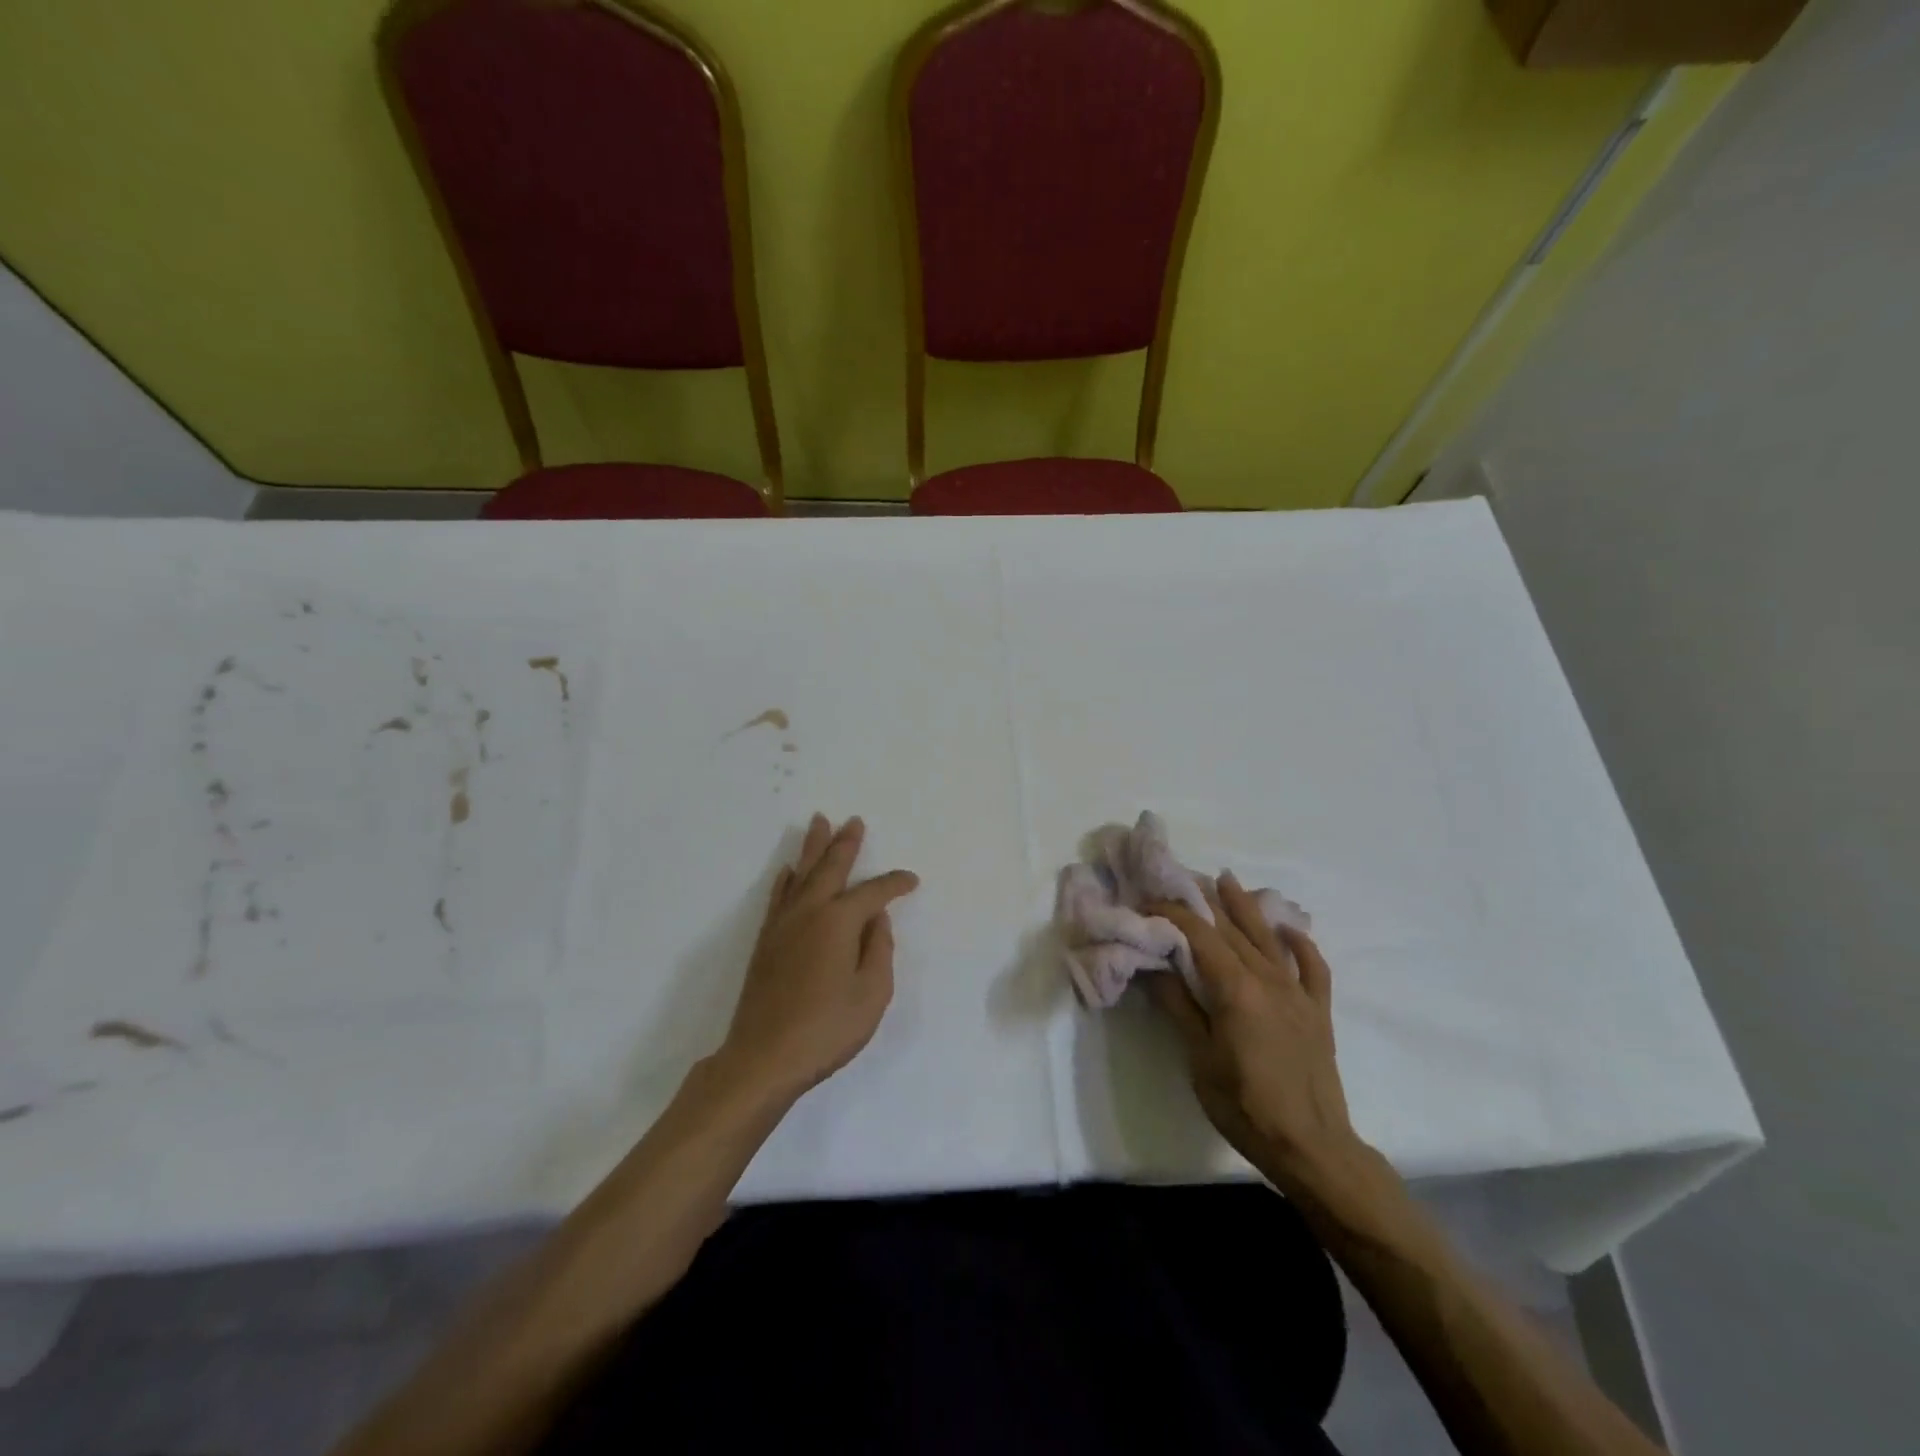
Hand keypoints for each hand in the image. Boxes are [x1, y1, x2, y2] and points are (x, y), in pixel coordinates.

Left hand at [717, 814, 918, 1103]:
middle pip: (830, 867)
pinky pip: (779, 896)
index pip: (873, 893)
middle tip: (854, 820)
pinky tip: (788, 870)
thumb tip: (876, 920)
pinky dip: (786, 879)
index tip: (911, 882)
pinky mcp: (766, 941)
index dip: (895, 884)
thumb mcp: (872, 994)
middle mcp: (809, 912)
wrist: (764, 1057)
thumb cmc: (826, 1029)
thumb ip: (879, 950)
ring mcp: (783, 925)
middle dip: (845, 843)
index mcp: (839, 922)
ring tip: (819, 822)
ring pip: (800, 874)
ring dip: (812, 848)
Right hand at [1147, 874, 1375, 1204]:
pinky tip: (1287, 929)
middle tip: (1181, 880)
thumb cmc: (1245, 1105)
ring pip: (1268, 938)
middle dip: (1204, 902)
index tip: (1148, 902)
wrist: (1312, 1147)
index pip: (1199, 936)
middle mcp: (1268, 979)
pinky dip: (1301, 944)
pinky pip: (1312, 967)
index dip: (1172, 914)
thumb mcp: (1199, 1057)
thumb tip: (1153, 965)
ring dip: (1246, 907)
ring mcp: (1297, 993)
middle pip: (1232, 930)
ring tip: (1227, 880)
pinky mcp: (1318, 1011)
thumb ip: (1179, 1005)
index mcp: (1236, 988)